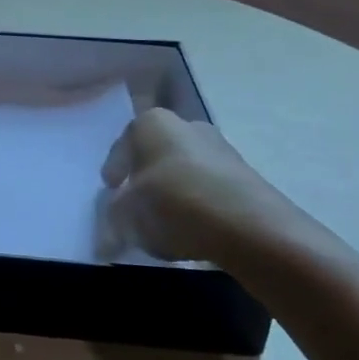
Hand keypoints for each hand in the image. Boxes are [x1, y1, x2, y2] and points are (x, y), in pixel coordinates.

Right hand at [102, 108, 321, 271]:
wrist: (250, 228)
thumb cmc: (173, 205)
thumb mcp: (126, 216)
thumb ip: (112, 220)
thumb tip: (108, 236)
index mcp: (152, 123)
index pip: (123, 145)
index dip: (114, 170)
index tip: (110, 191)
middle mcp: (188, 126)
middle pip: (156, 155)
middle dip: (145, 179)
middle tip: (136, 207)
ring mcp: (222, 149)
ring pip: (184, 172)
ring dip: (173, 194)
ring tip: (165, 226)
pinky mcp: (247, 178)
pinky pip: (209, 191)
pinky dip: (198, 207)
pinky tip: (193, 232)